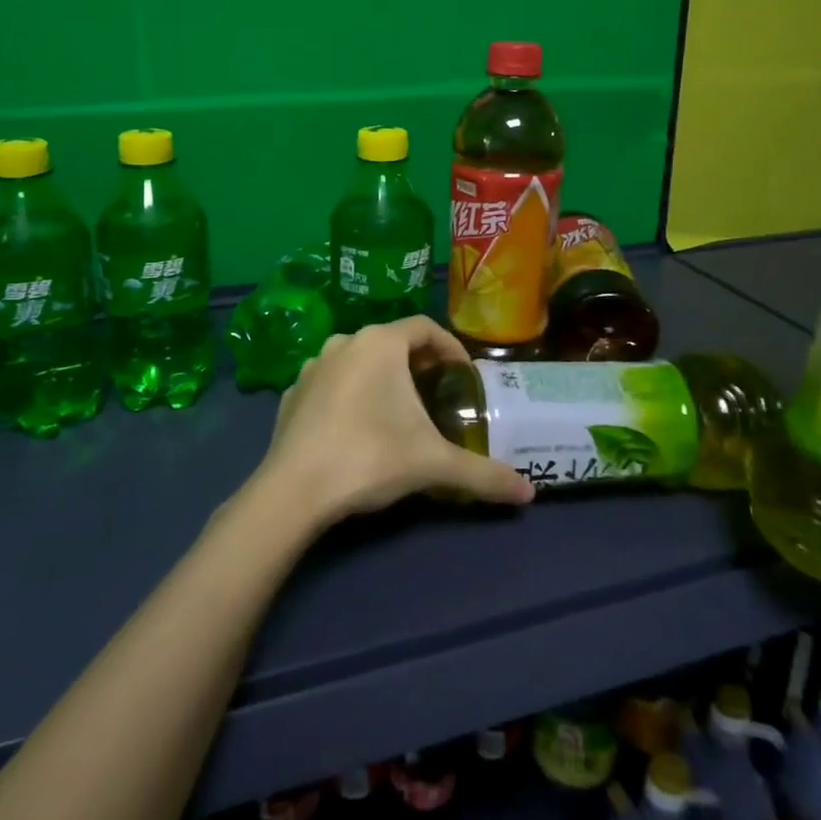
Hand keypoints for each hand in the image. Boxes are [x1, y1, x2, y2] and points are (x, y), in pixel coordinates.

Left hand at [253, 317, 535, 530]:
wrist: (293, 490)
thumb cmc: (369, 457)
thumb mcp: (433, 464)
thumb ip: (483, 475)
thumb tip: (529, 492)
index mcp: (379, 343)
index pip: (424, 327)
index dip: (449, 347)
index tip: (464, 374)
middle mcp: (344, 342)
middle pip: (391, 342)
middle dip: (418, 364)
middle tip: (438, 393)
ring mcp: (312, 366)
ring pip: (359, 361)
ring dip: (382, 377)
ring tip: (399, 410)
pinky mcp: (291, 393)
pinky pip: (331, 383)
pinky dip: (350, 395)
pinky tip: (358, 427)